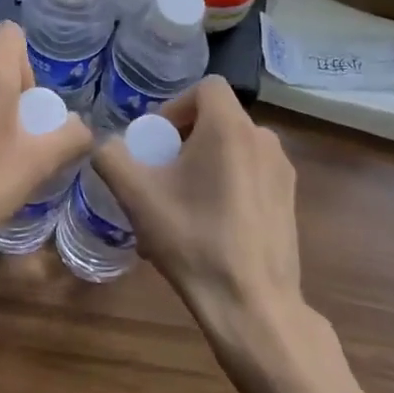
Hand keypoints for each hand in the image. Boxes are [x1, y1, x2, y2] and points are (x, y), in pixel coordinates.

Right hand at [92, 77, 307, 356]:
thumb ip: (111, 157)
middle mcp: (263, 139)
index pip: (205, 87)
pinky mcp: (289, 200)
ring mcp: (282, 171)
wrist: (253, 305)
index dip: (175, 105)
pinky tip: (206, 227)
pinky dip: (225, 184)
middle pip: (217, 118)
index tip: (157, 140)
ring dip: (203, 163)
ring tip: (178, 205)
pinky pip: (250, 175)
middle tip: (160, 174)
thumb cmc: (194, 240)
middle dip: (184, 138)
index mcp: (231, 128)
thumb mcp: (137, 197)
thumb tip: (104, 143)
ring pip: (233, 149)